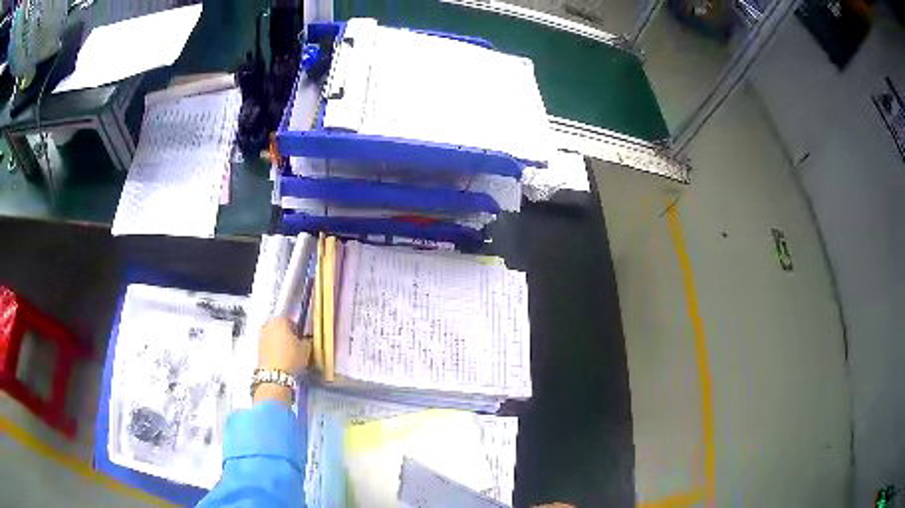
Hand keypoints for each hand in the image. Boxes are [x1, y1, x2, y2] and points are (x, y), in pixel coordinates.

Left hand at [257, 318, 310, 373]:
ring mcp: (261, 336)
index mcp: (281, 320)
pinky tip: (278, 358)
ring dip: (277, 341)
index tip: (301, 339)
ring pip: (272, 335)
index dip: (296, 330)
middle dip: (285, 334)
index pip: (290, 320)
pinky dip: (272, 349)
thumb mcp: (306, 349)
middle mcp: (268, 325)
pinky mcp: (257, 348)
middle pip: (279, 327)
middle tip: (293, 345)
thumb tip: (305, 338)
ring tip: (285, 353)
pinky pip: (267, 345)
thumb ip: (306, 340)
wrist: (274, 374)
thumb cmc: (292, 357)